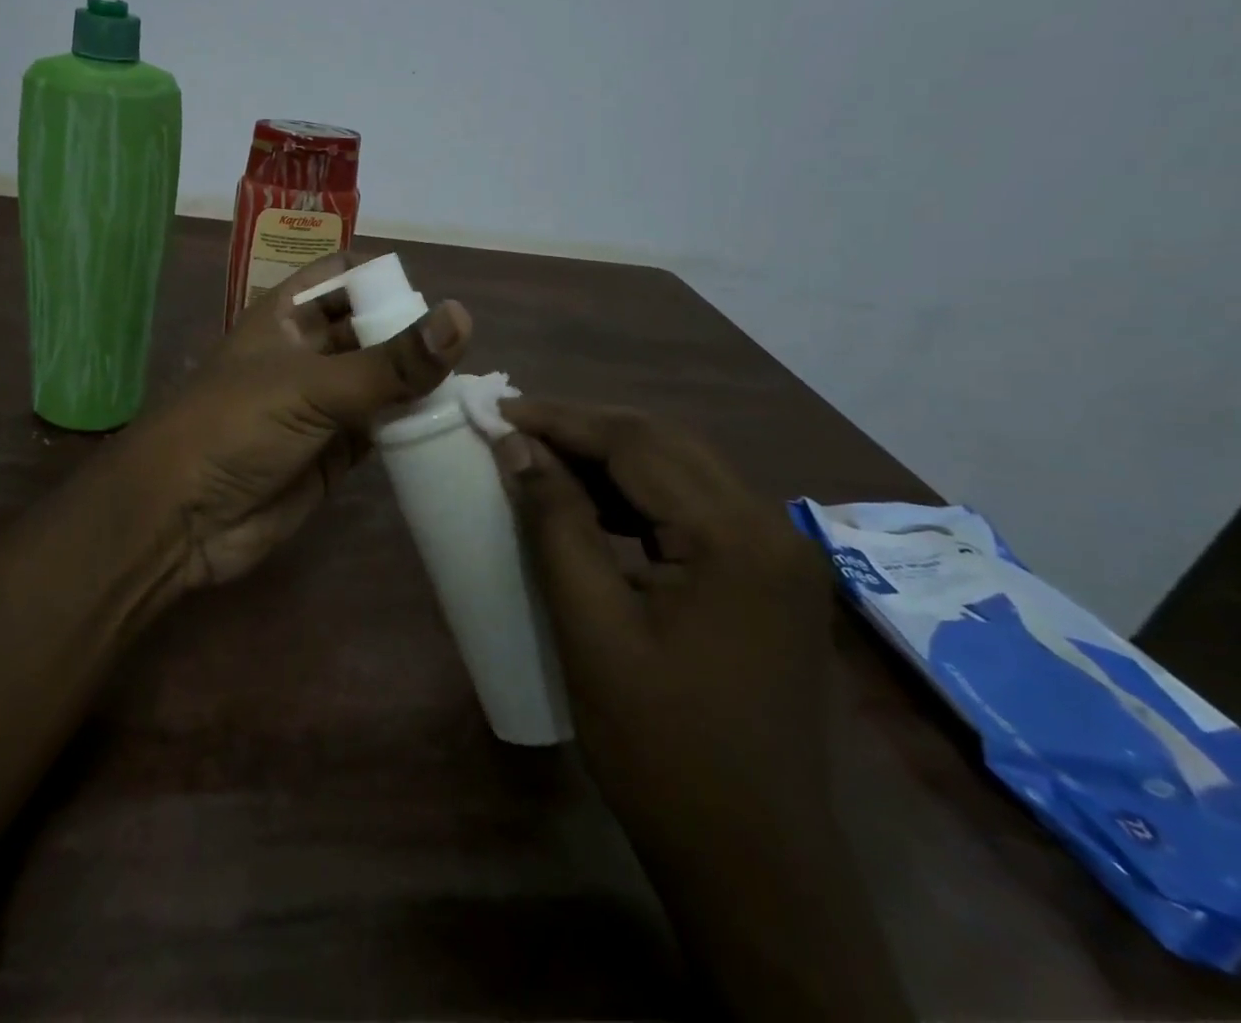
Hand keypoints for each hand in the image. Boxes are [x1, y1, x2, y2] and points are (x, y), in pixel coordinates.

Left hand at [112, 252, 470, 588]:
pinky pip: (381, 431)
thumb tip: (462, 318)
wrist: (181, 518)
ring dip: (417, 386)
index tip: (430, 300)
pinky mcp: (333, 454)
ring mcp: (320, 406)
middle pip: (370, 331)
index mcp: (288, 317)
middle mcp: (306, 354)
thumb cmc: (234, 427)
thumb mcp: (311, 386)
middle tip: (468, 352)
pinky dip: (410, 430)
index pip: (342, 276)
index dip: (381, 279)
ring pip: (381, 383)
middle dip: (411, 336)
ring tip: (473, 389)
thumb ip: (390, 362)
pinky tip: (450, 429)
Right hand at [490, 401, 836, 845]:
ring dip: (611, 457)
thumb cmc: (661, 749)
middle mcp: (771, 530)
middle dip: (584, 428)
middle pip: (665, 444)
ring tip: (542, 457)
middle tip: (513, 428)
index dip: (560, 420)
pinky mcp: (767, 580)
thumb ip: (555, 524)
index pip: (637, 444)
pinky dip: (638, 494)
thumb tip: (515, 447)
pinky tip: (593, 506)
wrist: (753, 862)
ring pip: (682, 470)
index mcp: (736, 538)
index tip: (496, 412)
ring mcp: (778, 556)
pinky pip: (695, 509)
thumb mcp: (591, 628)